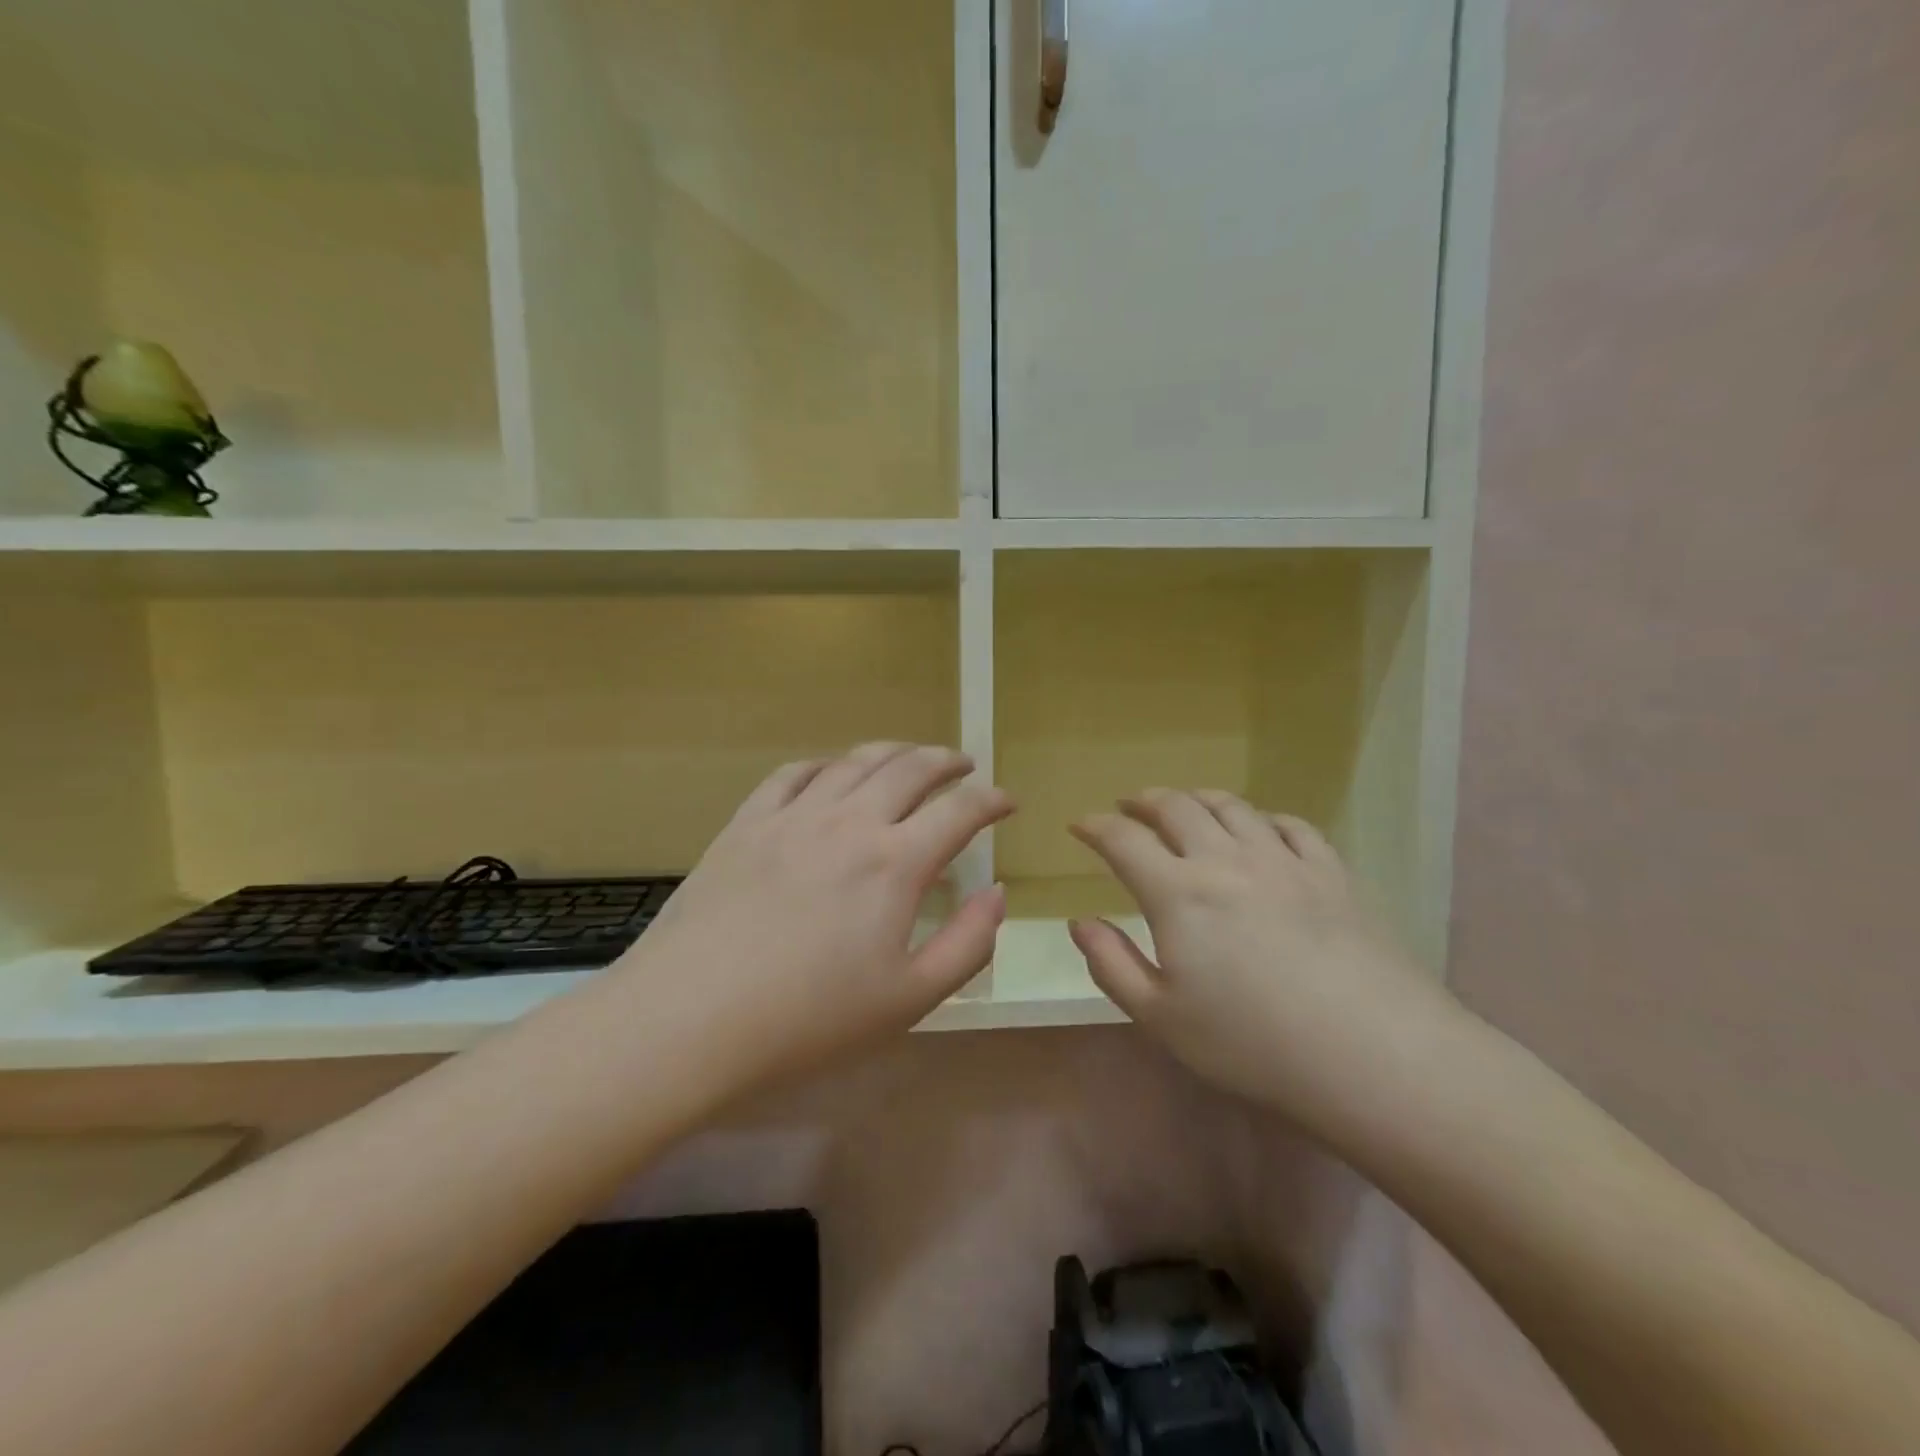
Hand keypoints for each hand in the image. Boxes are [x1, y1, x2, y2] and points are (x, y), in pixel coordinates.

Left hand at [616, 743, 1011, 1094]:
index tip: (1008, 800)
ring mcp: (793, 816)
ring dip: (893, 752)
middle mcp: (849, 822)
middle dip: (947, 762)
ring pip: (853, 761)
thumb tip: (997, 893)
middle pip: (909, 769)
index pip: (960, 812)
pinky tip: (830, 771)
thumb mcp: (909, 999)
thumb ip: (968, 944)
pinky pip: (791, 774)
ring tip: (909, 756)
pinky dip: (823, 764)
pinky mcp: (746, 823)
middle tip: (964, 766)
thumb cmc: (809, 1020)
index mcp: (895, 863)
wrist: (691, 1019)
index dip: (991, 800)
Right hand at [1069, 789, 1462, 1131]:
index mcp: (1178, 893)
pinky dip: (1262, 818)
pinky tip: (1260, 828)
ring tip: (1185, 804)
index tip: (1080, 825)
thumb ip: (1111, 965)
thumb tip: (1080, 922)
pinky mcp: (1332, 872)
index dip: (1096, 827)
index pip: (1124, 840)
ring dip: (1198, 798)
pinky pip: (1290, 825)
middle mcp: (1226, 860)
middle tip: (1129, 805)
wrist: (1373, 1055)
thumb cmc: (1252, 1043)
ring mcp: (1284, 860)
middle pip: (1178, 807)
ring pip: (1232, 806)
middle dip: (1145, 800)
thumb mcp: (1161, 1018)